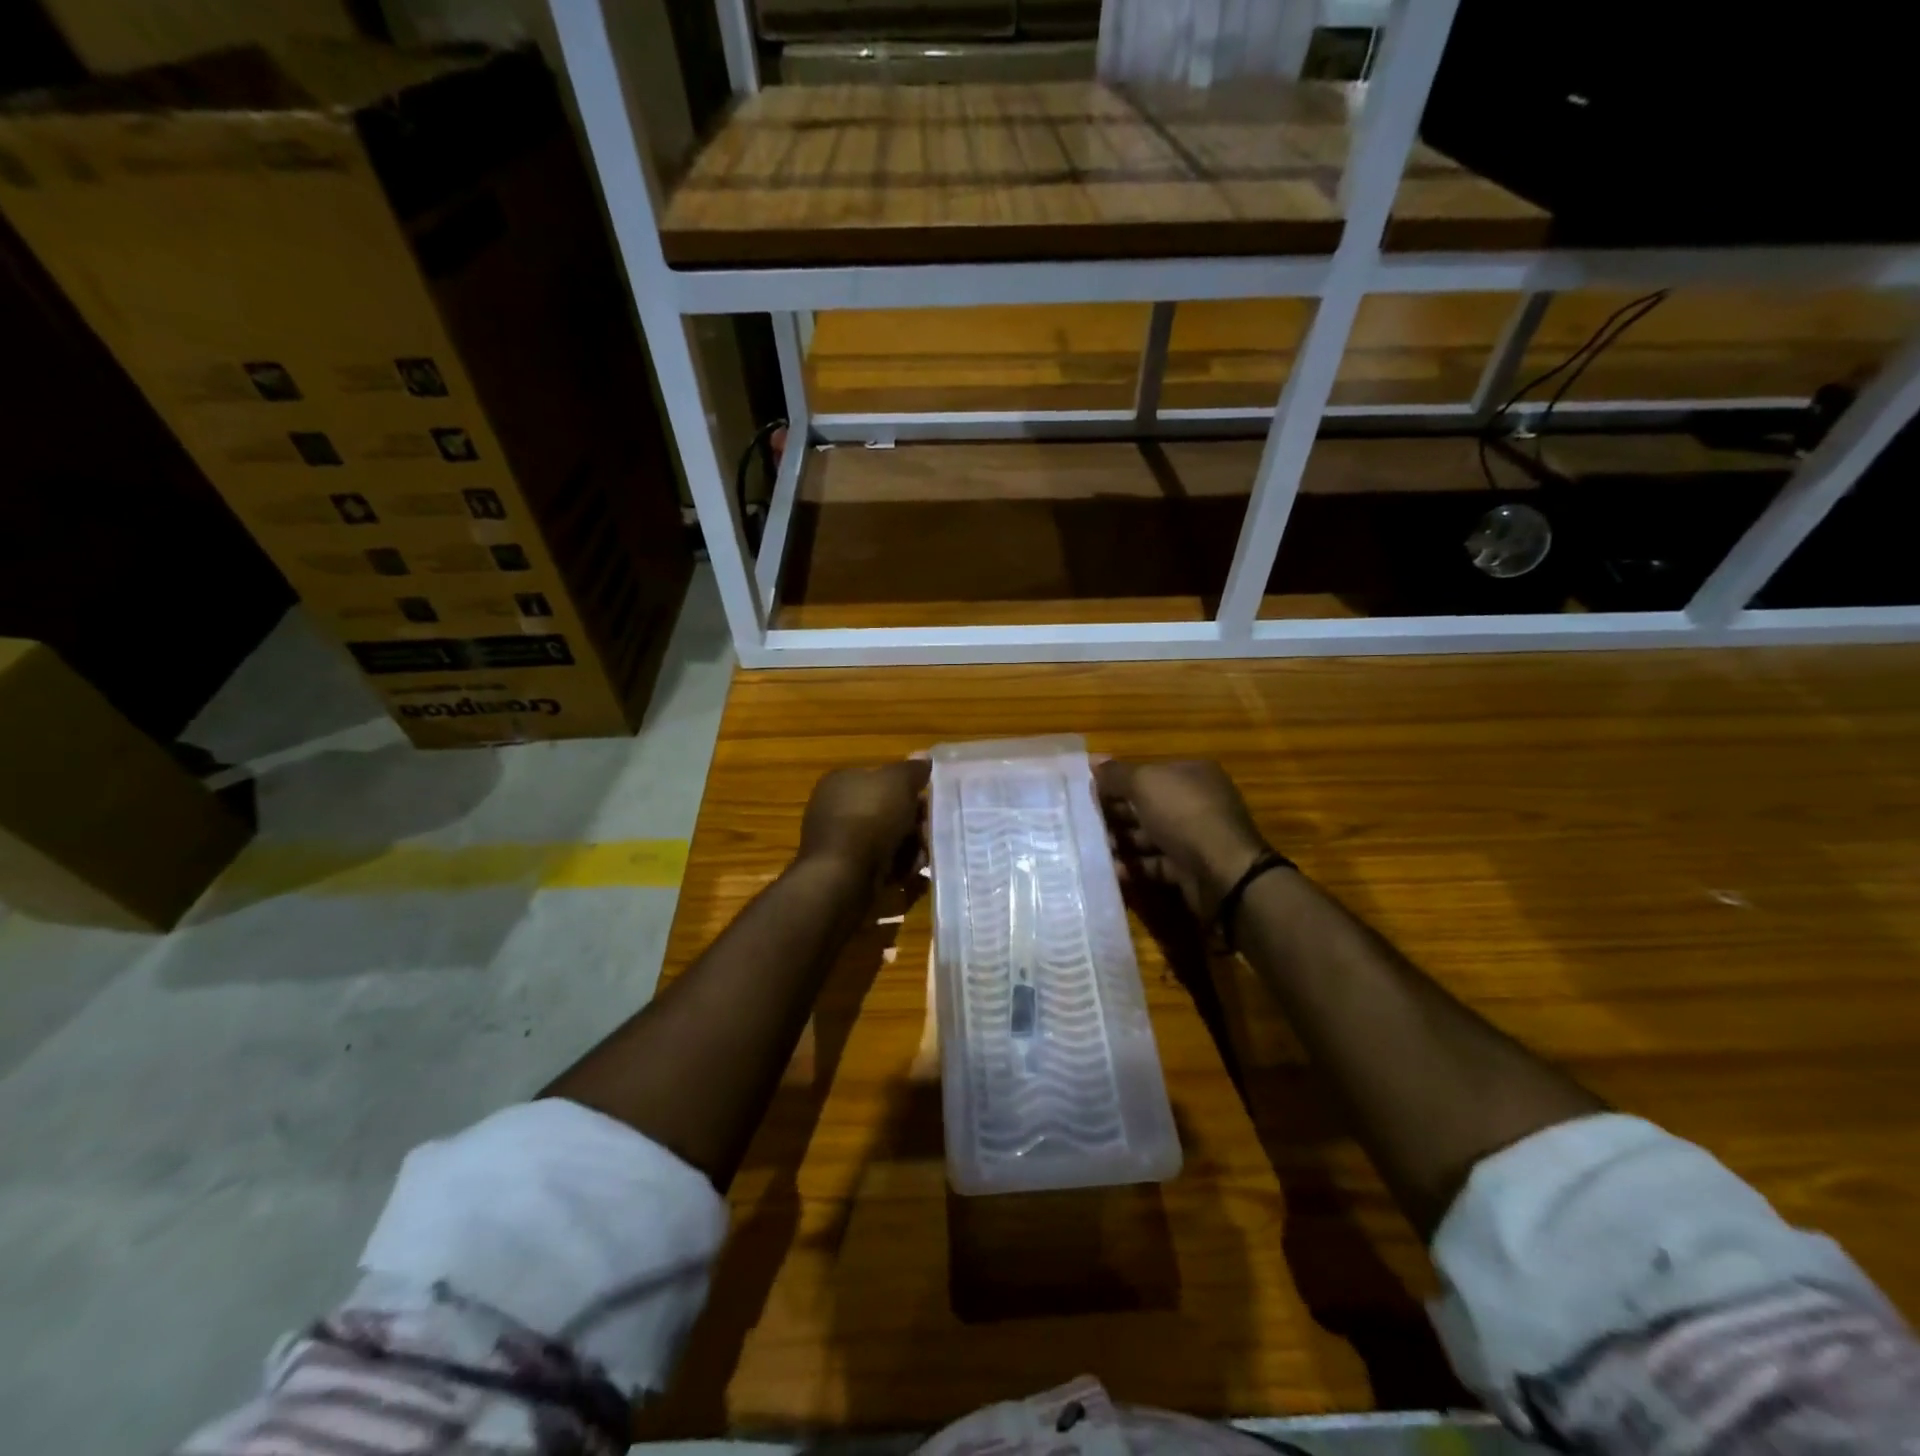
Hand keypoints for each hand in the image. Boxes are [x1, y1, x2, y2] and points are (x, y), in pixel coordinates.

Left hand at [797, 759, 930, 889]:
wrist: (843, 877)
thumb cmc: (869, 819)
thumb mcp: (898, 783)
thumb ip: (912, 770)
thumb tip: (923, 755)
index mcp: (841, 783)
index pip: (880, 780)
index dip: (908, 790)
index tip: (930, 802)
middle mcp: (835, 811)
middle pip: (887, 813)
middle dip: (913, 824)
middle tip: (930, 833)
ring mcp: (839, 844)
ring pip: (887, 842)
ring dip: (910, 850)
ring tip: (922, 859)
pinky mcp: (846, 874)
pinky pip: (881, 868)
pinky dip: (898, 872)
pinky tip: (912, 877)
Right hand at [1095, 759, 1273, 918]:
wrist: (1224, 873)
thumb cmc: (1183, 815)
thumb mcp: (1145, 784)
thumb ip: (1117, 774)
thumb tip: (1093, 759)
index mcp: (1191, 774)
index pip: (1148, 773)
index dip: (1118, 781)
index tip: (1088, 792)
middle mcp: (1196, 802)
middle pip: (1147, 805)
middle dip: (1116, 813)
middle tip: (1084, 822)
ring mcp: (1195, 837)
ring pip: (1149, 836)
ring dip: (1122, 841)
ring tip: (1092, 848)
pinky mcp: (1190, 869)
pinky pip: (1155, 864)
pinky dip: (1134, 866)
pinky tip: (1112, 869)